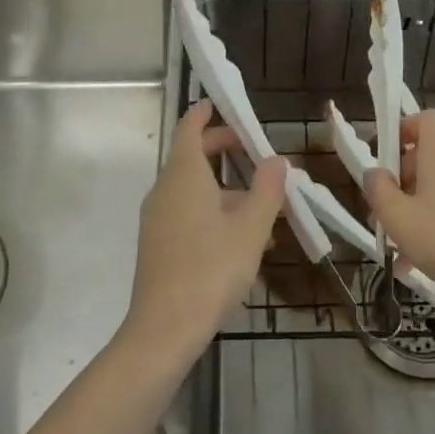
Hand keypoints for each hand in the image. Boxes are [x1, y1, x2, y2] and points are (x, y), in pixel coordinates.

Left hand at [124, 102, 286, 357]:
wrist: (164, 329)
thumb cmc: (211, 268)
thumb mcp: (251, 228)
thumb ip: (267, 189)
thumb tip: (277, 160)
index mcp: (184, 175)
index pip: (190, 128)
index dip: (205, 114)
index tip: (220, 104)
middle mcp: (165, 189)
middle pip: (193, 157)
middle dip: (223, 151)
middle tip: (255, 152)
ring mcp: (158, 218)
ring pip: (194, 189)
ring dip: (226, 188)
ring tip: (264, 206)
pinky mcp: (158, 244)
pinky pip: (188, 213)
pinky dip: (213, 212)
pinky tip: (244, 241)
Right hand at [364, 109, 434, 314]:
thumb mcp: (397, 217)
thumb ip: (378, 189)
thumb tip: (375, 173)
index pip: (424, 118)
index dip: (403, 132)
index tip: (387, 163)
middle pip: (431, 154)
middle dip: (405, 181)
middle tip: (388, 215)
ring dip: (422, 207)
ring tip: (404, 249)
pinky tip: (431, 261)